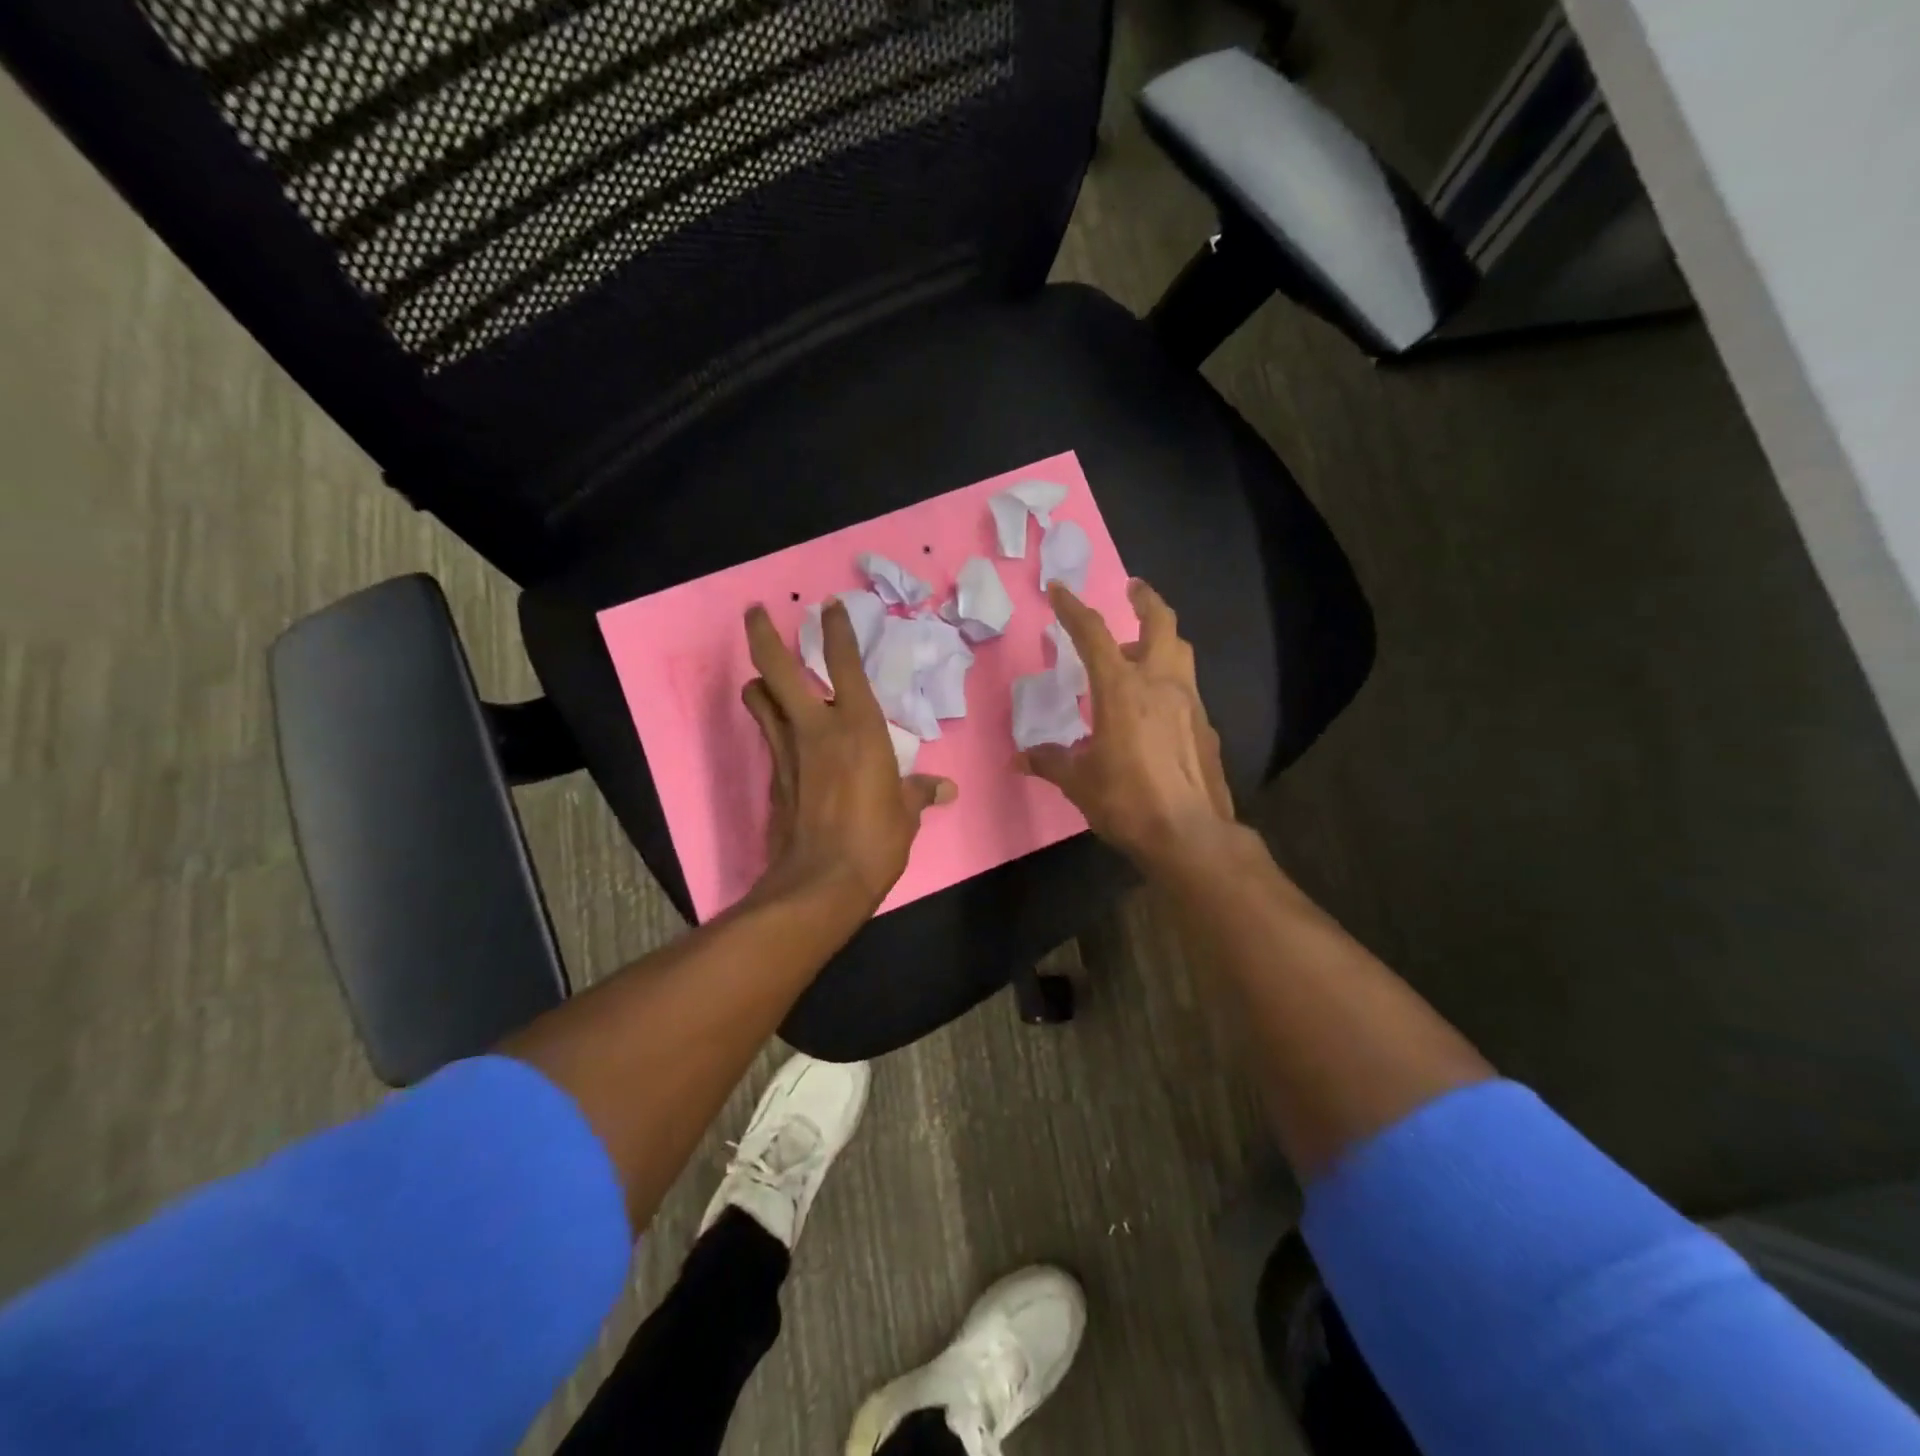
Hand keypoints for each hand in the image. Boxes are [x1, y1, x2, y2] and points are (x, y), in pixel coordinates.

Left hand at [741, 599, 955, 912]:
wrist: (821, 882)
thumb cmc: (876, 840)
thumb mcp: (905, 814)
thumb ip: (919, 793)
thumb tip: (945, 790)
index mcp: (858, 727)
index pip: (844, 663)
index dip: (837, 629)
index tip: (830, 606)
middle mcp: (816, 727)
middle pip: (777, 667)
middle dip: (762, 634)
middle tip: (755, 612)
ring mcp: (787, 750)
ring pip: (759, 699)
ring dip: (759, 682)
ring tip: (766, 678)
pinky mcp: (773, 776)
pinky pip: (767, 736)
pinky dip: (770, 724)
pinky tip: (781, 732)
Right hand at [1017, 579, 1234, 869]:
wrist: (1190, 835)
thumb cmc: (1127, 801)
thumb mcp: (1079, 782)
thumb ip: (1051, 762)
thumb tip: (1021, 759)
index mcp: (1122, 689)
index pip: (1094, 635)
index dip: (1074, 609)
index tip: (1060, 590)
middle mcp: (1160, 684)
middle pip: (1161, 623)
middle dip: (1146, 599)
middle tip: (1134, 589)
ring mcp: (1190, 703)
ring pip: (1180, 651)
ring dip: (1161, 638)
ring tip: (1140, 647)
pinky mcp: (1206, 726)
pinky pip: (1187, 688)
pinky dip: (1169, 681)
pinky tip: (1156, 706)